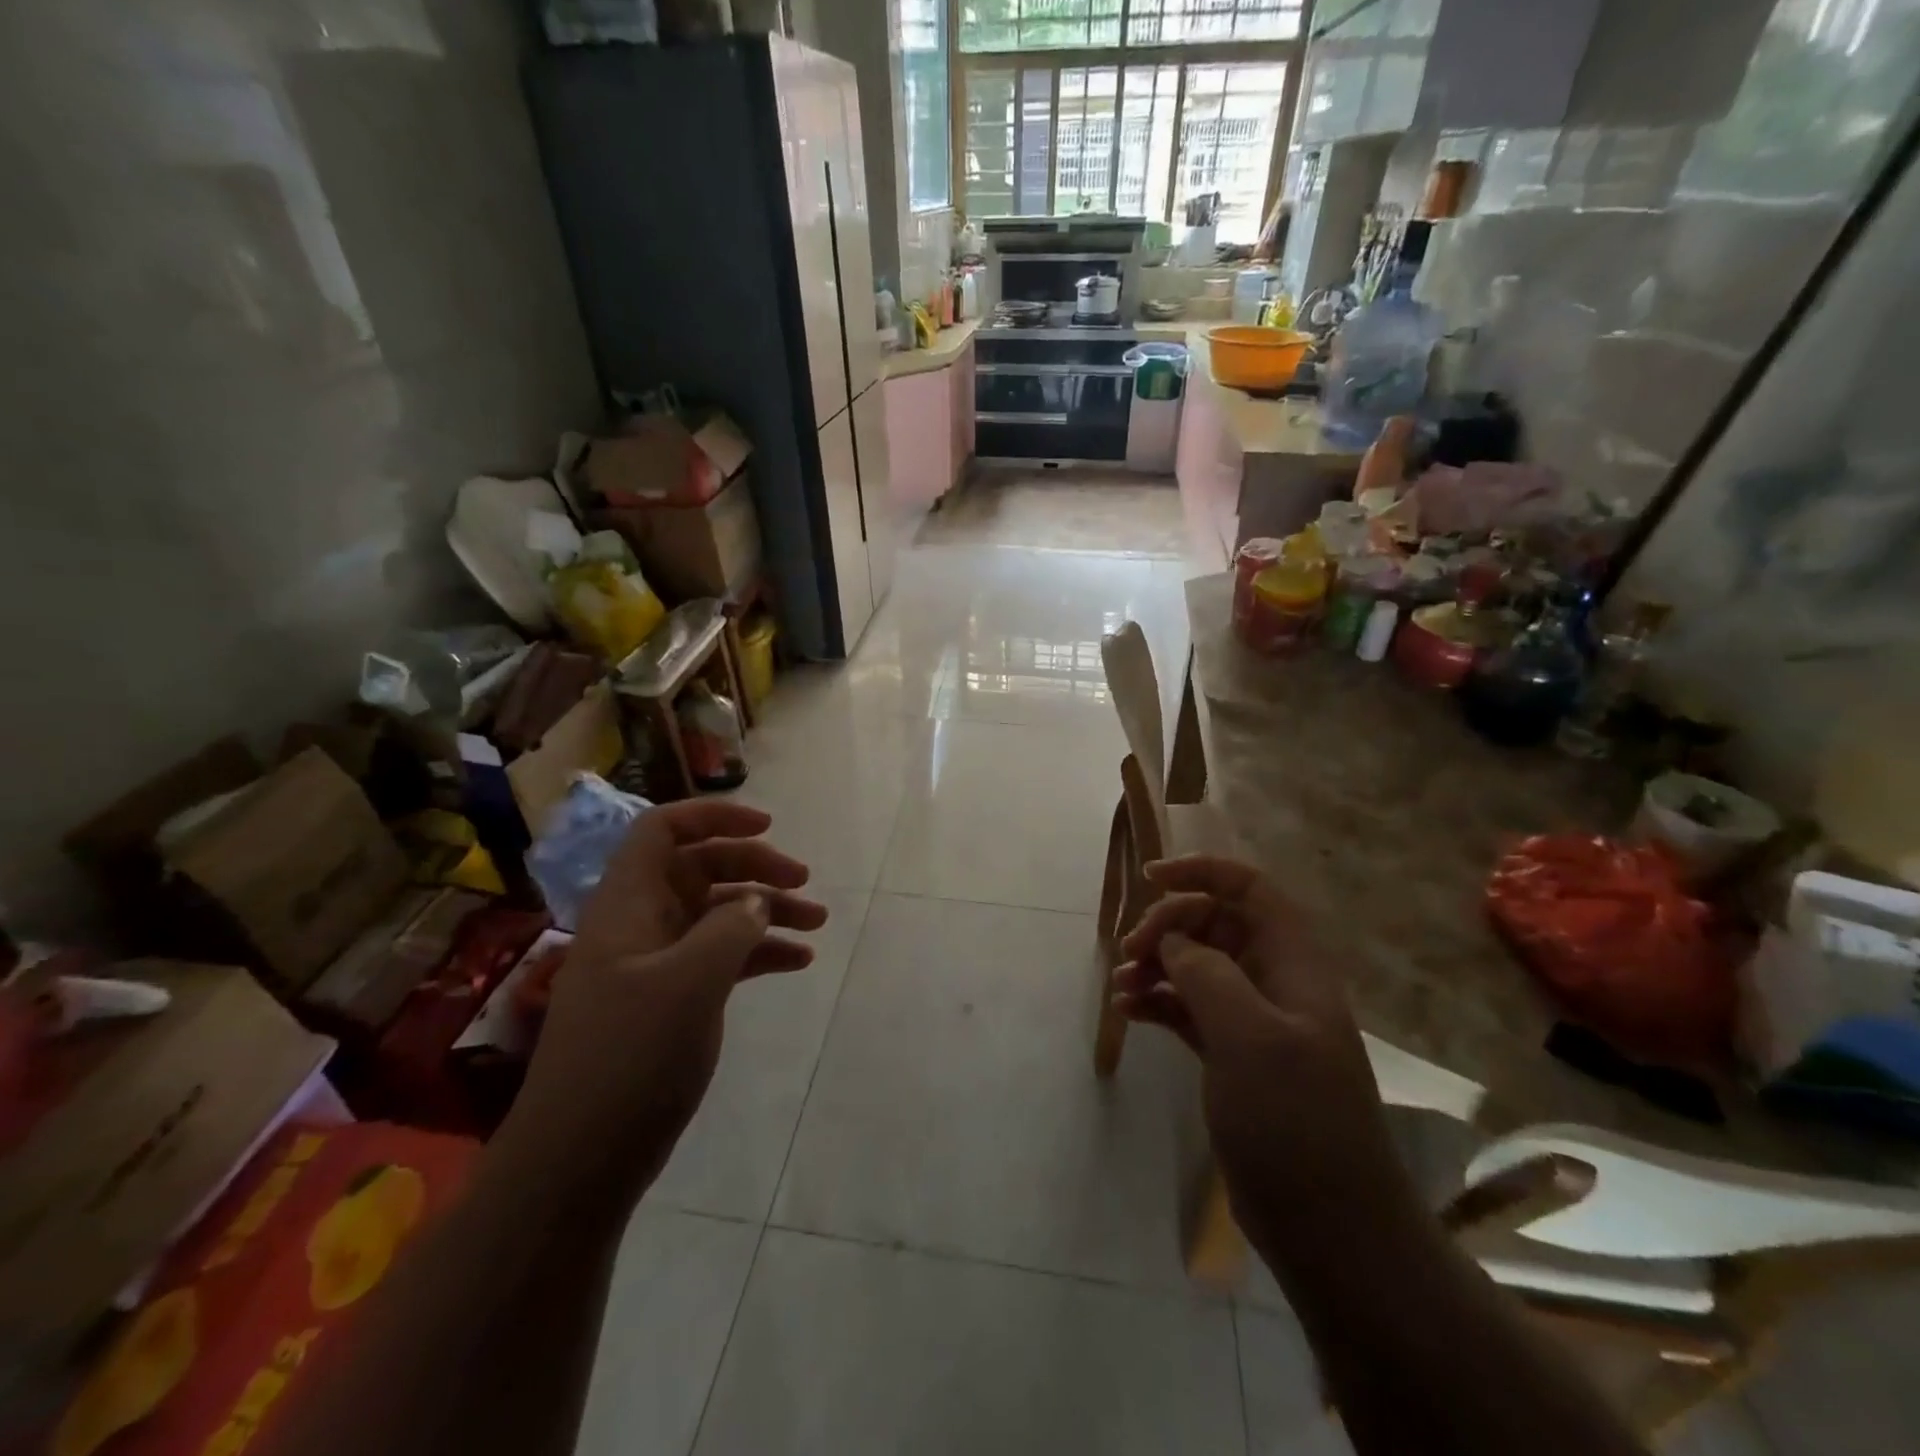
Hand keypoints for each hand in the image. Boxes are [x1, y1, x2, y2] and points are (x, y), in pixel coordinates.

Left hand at [501, 801, 826, 1205]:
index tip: (767, 826)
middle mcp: (641, 923)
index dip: (713, 816)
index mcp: (628, 905)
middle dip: (755, 866)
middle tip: (805, 882)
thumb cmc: (629, 1058)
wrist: (581, 1158)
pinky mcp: (672, 999)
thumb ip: (729, 929)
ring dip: (766, 911)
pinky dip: (758, 952)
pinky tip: (797, 962)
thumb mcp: (689, 983)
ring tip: (818, 923)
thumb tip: (755, 902)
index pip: (663, 830)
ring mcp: (656, 963)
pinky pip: (721, 956)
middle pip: (701, 868)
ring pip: (717, 913)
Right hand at [1112, 855, 1409, 1248]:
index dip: (1202, 872)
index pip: (1249, 890)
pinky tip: (1128, 1012)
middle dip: (1168, 926)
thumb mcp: (1250, 1037)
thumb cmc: (1296, 1121)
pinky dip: (1159, 1003)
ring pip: (1198, 967)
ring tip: (1121, 985)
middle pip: (1215, 925)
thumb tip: (1174, 942)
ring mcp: (1254, 1022)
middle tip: (1129, 952)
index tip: (1149, 878)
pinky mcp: (1233, 1057)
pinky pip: (1189, 1010)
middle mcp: (1274, 983)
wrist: (1331, 1228)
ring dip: (1157, 965)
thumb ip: (1208, 974)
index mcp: (1293, 965)